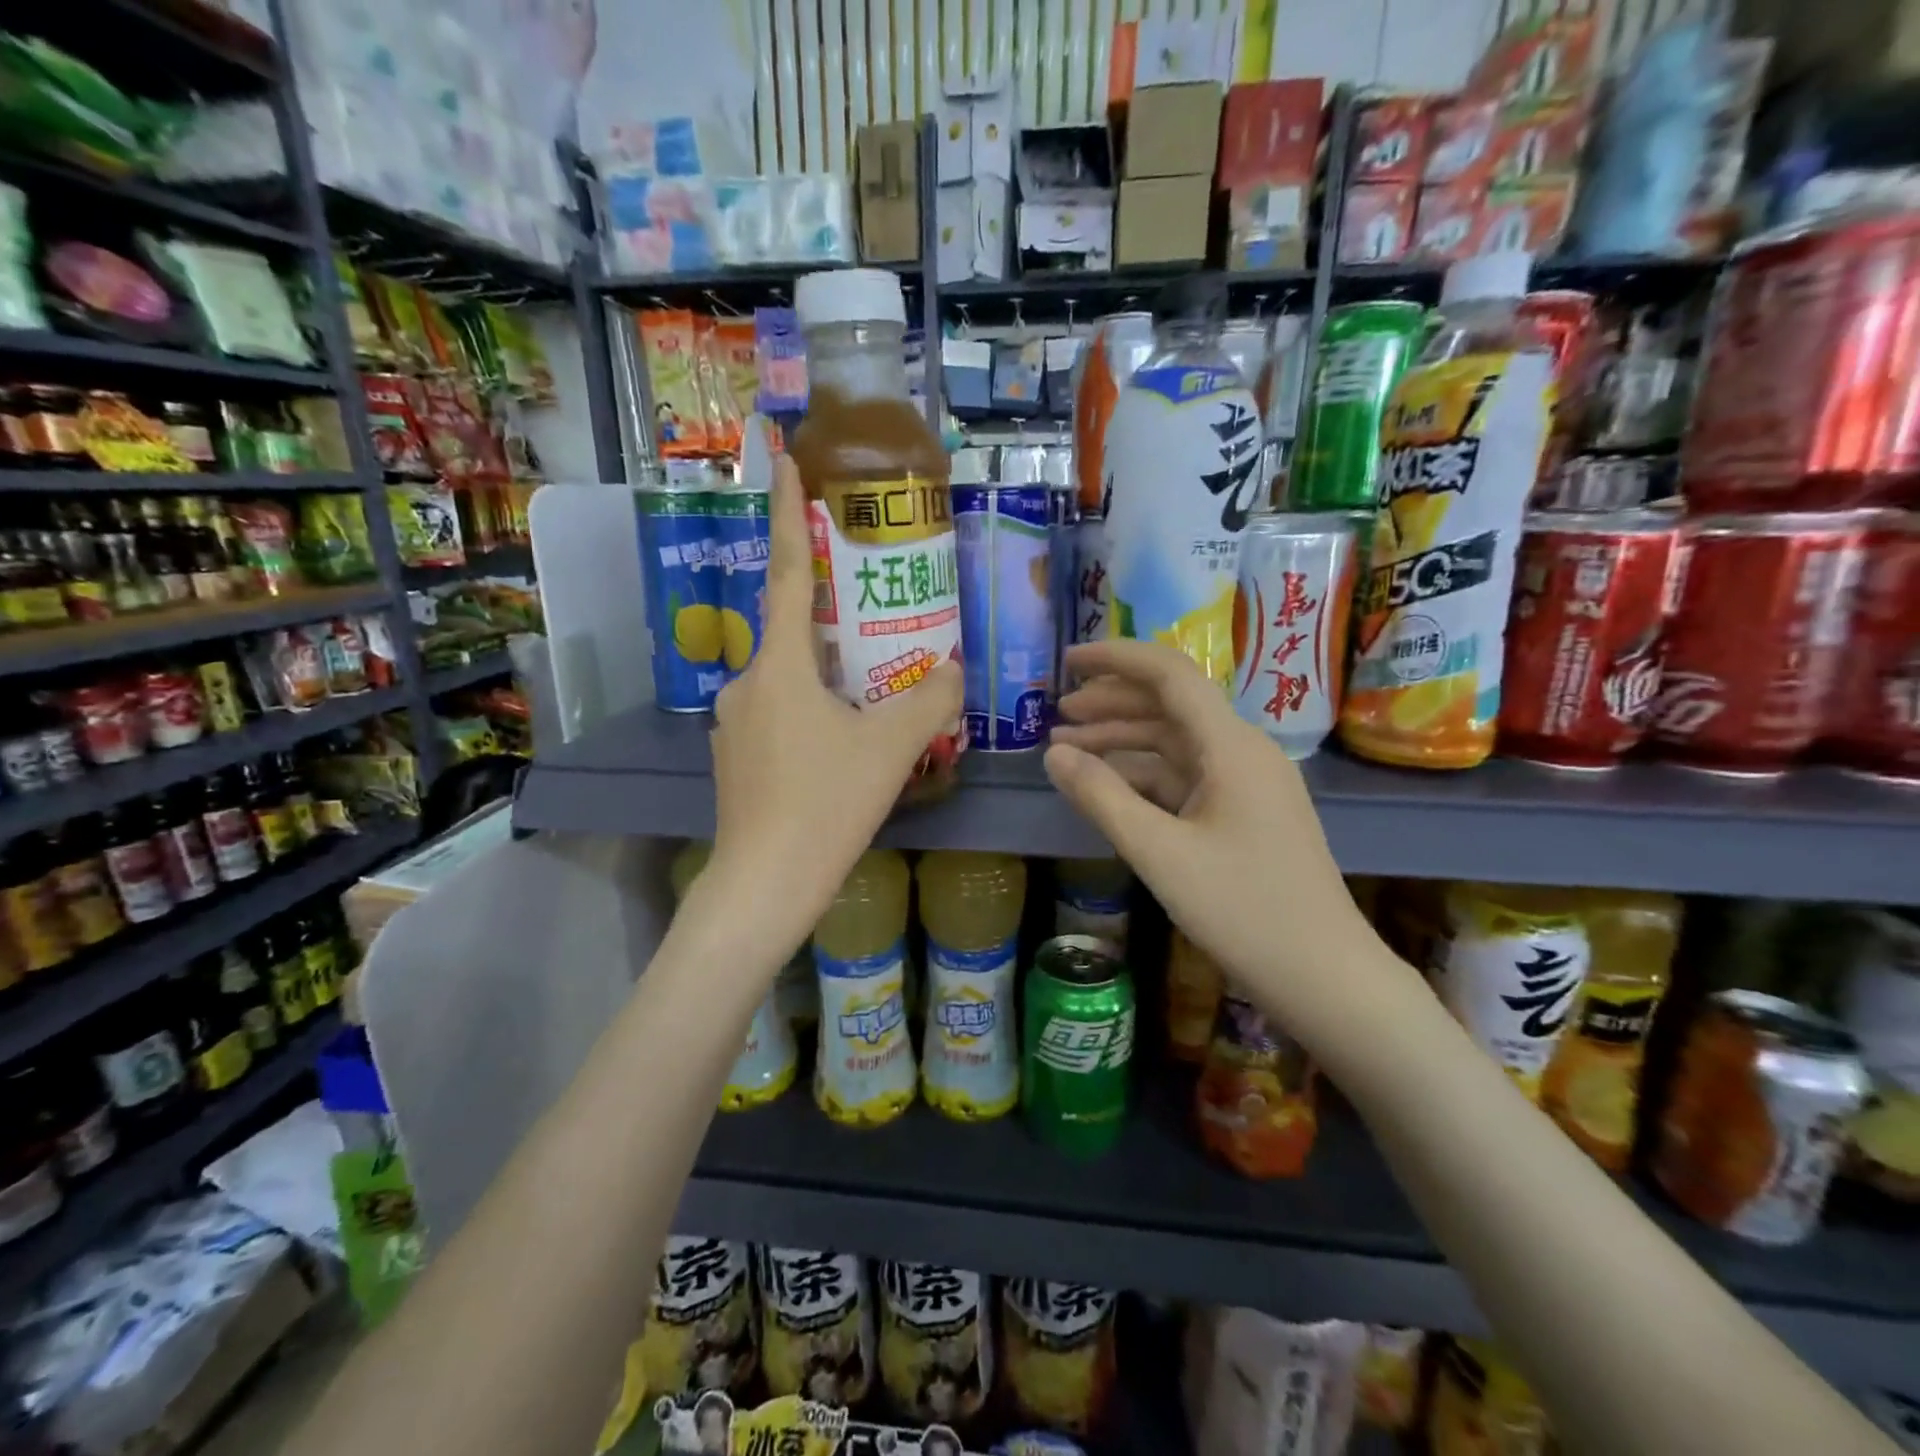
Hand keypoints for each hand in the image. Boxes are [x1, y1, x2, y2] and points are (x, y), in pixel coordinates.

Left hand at [704, 453, 960, 945]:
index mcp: (780, 666)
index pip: (789, 572)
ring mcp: (735, 723)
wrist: (763, 886)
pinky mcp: (737, 758)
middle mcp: (748, 682)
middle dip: (833, 616)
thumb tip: (955, 670)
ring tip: (873, 696)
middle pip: (796, 633)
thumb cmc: (825, 805)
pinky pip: (781, 716)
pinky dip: (814, 713)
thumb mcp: (891, 749)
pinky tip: (843, 745)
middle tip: (876, 615)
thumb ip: (932, 701)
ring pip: (791, 681)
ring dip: (830, 677)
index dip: (792, 513)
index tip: (787, 458)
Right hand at [1045, 640, 1376, 1037]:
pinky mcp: (1244, 814)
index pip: (1169, 675)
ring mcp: (1246, 784)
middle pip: (1170, 705)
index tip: (1067, 661)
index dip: (1115, 659)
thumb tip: (1053, 754)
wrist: (1324, 976)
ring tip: (1067, 749)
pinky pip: (1186, 777)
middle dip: (1111, 702)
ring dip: (1122, 740)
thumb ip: (1102, 798)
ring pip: (1175, 743)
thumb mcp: (1159, 853)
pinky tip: (1109, 787)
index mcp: (1231, 746)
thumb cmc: (1243, 910)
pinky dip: (1144, 775)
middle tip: (1056, 713)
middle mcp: (1242, 752)